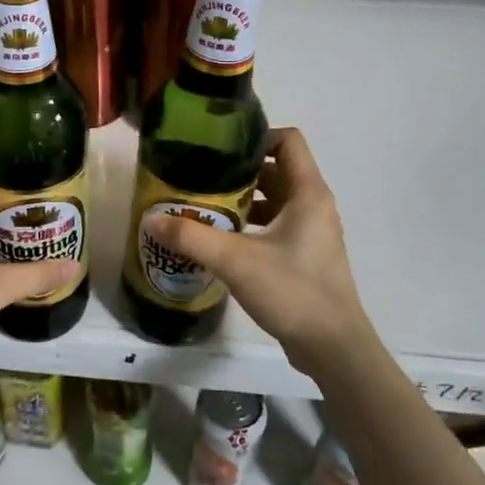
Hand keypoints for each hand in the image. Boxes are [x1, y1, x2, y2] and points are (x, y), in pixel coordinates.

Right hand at [143, 128, 376, 377]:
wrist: (334, 348)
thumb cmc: (293, 291)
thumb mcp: (236, 261)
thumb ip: (191, 238)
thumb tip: (151, 219)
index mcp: (308, 192)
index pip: (288, 140)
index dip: (256, 137)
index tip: (219, 150)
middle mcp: (314, 205)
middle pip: (276, 170)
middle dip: (238, 172)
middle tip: (200, 178)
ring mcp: (312, 232)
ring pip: (274, 200)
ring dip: (242, 201)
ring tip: (204, 208)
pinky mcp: (306, 256)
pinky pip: (276, 226)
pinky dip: (251, 226)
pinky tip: (221, 242)